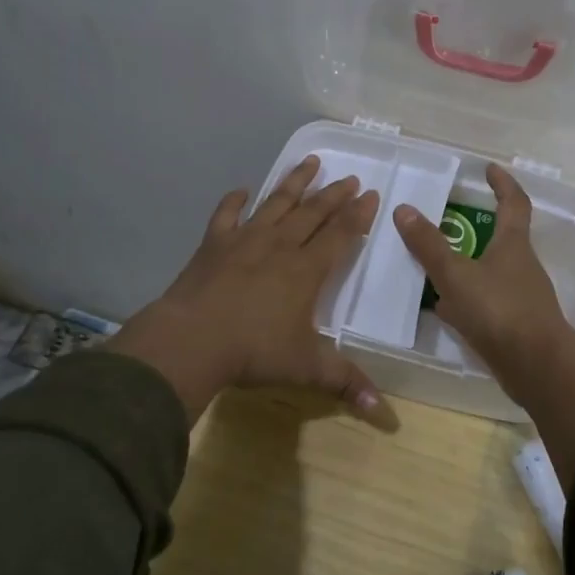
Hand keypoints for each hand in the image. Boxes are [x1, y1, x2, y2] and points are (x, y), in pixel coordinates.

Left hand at [107, 155, 382, 421]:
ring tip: (310, 162)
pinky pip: (226, 215)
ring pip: (276, 204)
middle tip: (350, 177)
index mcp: (306, 270)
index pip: (340, 234)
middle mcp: (280, 246)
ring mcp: (244, 241)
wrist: (193, 340)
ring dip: (294, 183)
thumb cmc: (254, 352)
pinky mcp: (213, 244)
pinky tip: (241, 190)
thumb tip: (382, 411)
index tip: (371, 194)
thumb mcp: (306, 368)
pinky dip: (234, 200)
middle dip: (334, 194)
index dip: (358, 214)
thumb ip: (345, 382)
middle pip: (312, 213)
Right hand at [392, 164, 574, 402]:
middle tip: (450, 219)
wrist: (536, 367)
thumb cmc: (499, 310)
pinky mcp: (516, 324)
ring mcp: (522, 296)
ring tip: (437, 264)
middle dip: (479, 226)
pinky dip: (468, 298)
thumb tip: (404, 209)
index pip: (514, 202)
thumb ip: (429, 245)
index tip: (490, 169)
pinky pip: (488, 301)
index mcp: (513, 244)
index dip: (503, 183)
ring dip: (469, 264)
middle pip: (503, 237)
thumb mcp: (456, 275)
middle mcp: (522, 265)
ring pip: (492, 271)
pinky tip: (446, 308)